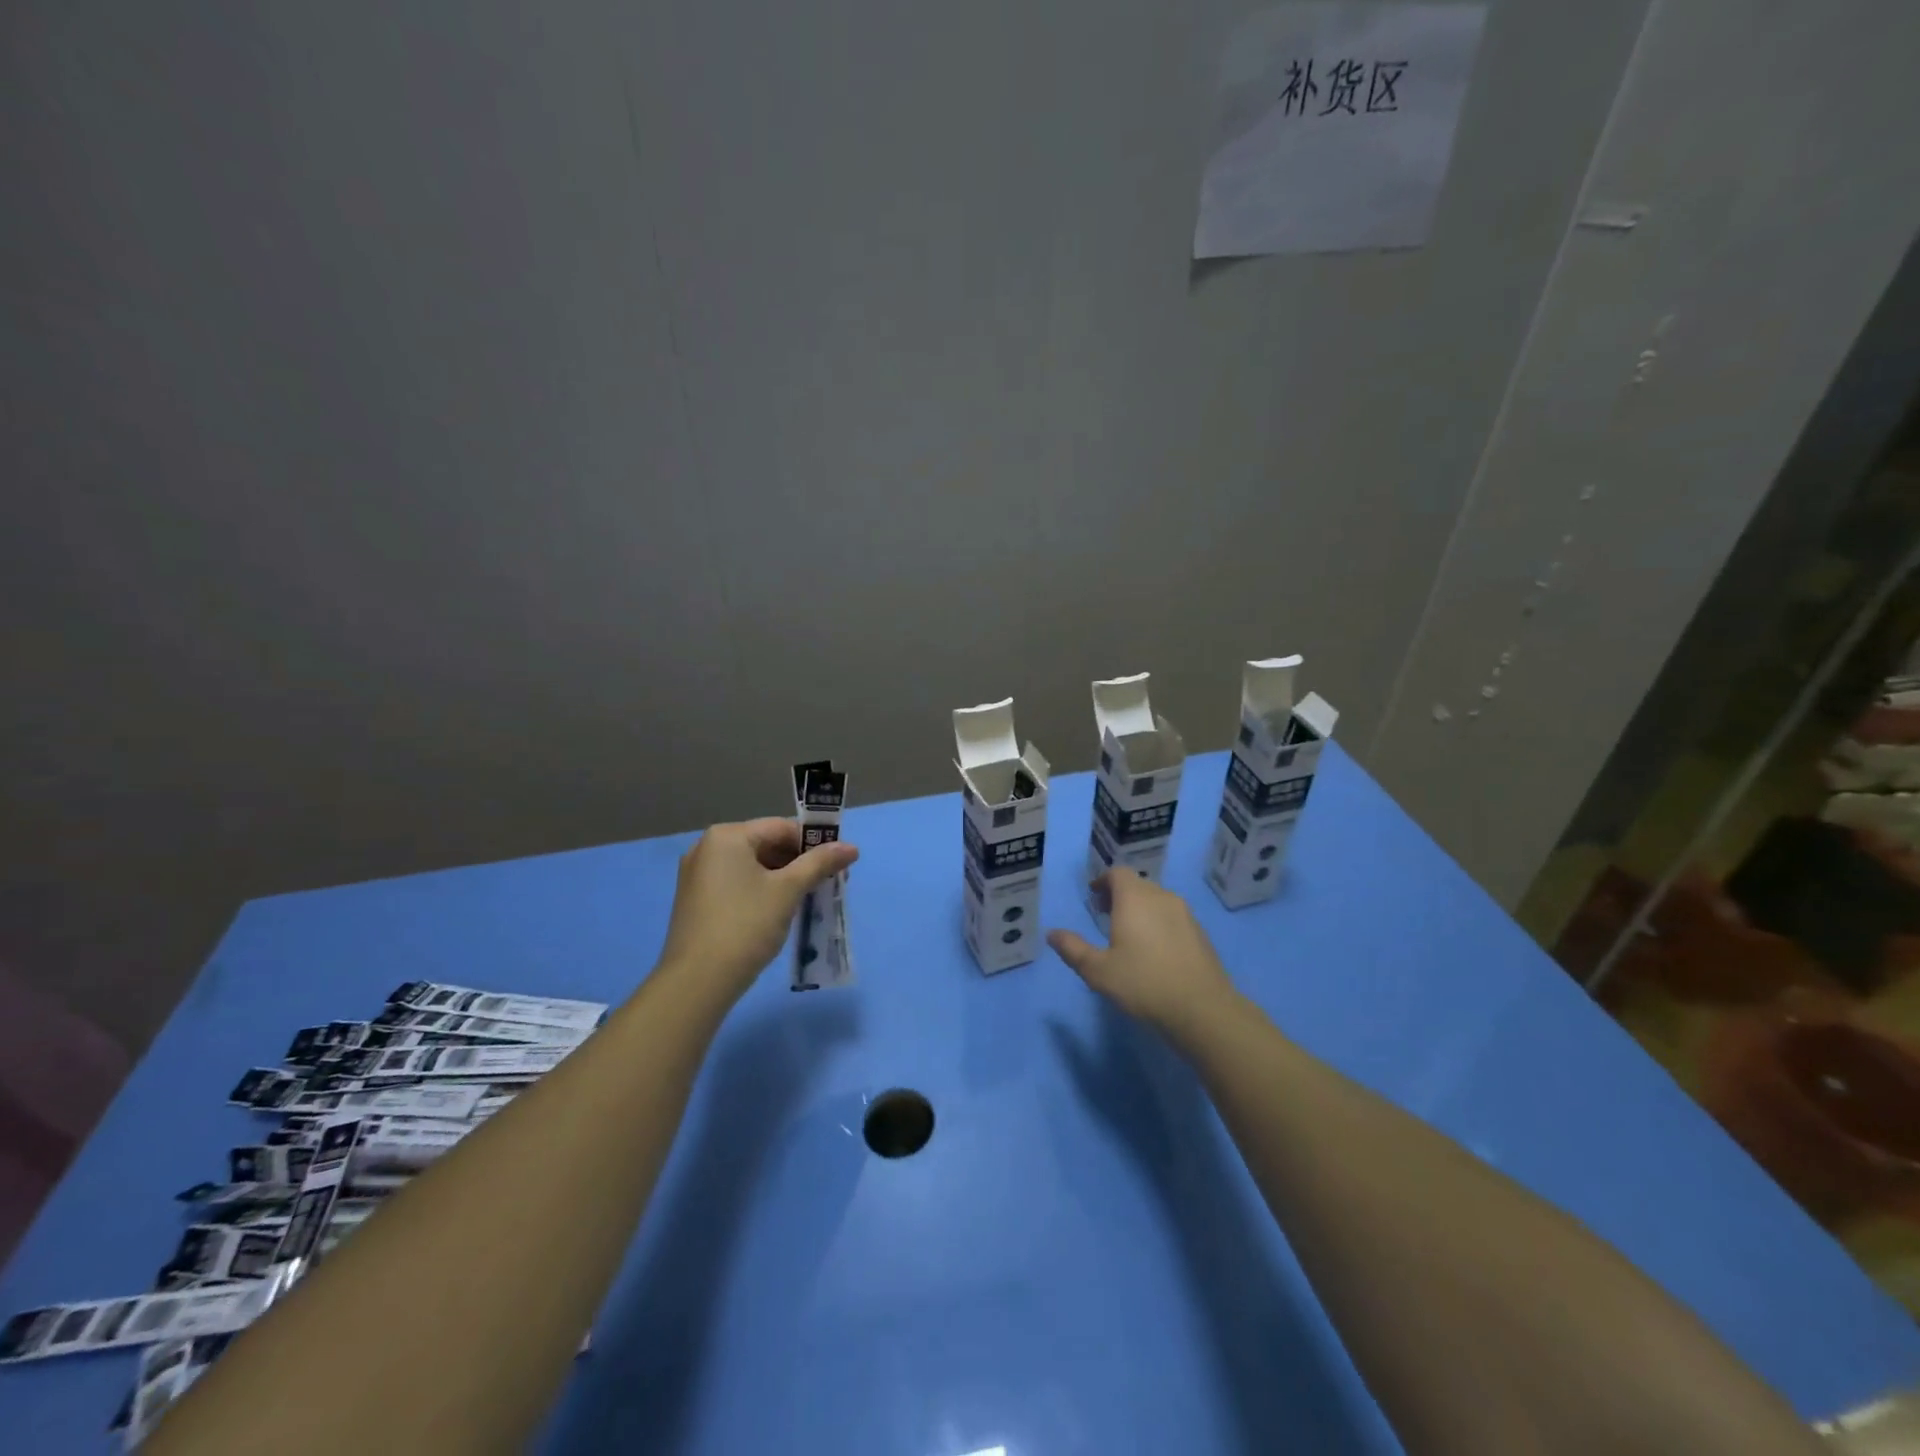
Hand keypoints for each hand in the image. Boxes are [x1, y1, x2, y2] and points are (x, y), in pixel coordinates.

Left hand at [658, 819, 857, 1002]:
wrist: (698, 981)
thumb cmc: (746, 925)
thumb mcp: (788, 891)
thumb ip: (820, 863)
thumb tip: (851, 847)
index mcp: (727, 836)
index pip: (781, 827)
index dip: (813, 843)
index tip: (837, 864)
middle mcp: (707, 847)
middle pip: (766, 844)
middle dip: (799, 862)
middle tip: (827, 883)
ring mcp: (697, 874)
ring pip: (752, 866)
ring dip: (782, 878)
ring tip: (808, 898)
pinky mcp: (696, 899)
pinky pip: (737, 883)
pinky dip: (761, 890)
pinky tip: (779, 910)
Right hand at [1048, 870, 1236, 1037]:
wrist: (1202, 1009)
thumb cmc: (1143, 984)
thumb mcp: (1098, 971)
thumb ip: (1073, 949)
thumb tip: (1052, 934)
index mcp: (1134, 899)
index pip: (1118, 873)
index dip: (1103, 881)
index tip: (1094, 898)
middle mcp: (1161, 897)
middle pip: (1138, 885)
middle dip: (1120, 895)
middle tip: (1106, 916)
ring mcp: (1185, 914)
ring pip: (1158, 900)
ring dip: (1141, 909)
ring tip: (1129, 934)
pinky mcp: (1200, 933)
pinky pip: (1173, 917)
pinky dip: (1159, 923)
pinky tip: (1155, 951)